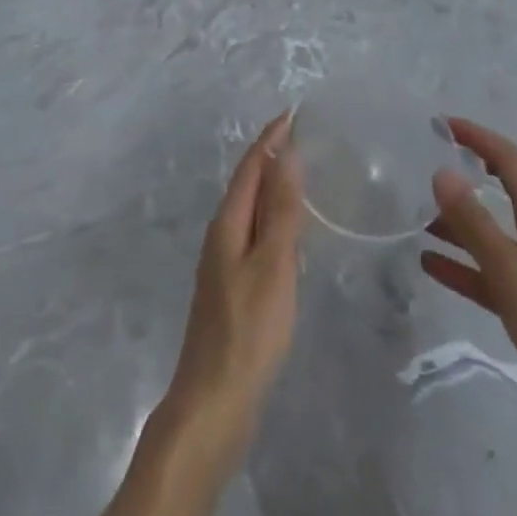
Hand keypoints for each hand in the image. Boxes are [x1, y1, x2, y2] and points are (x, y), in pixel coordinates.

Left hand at [166, 112, 303, 442]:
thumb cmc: (248, 329)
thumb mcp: (272, 264)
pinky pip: (254, 234)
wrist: (213, 401)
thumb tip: (286, 154)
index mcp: (228, 223)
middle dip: (271, 156)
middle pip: (247, 184)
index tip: (294, 113)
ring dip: (272, 187)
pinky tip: (289, 232)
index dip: (271, 138)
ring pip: (250, 209)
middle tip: (303, 137)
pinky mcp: (232, 288)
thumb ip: (280, 210)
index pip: (251, 166)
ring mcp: (223, 263)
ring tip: (301, 174)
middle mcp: (221, 235)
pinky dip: (272, 218)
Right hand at [421, 118, 516, 463]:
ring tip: (419, 215)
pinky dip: (463, 265)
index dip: (480, 138)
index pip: (512, 162)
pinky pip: (491, 275)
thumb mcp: (511, 271)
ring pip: (496, 234)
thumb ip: (475, 223)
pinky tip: (430, 264)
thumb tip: (442, 172)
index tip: (443, 124)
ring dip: (461, 221)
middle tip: (440, 159)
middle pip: (511, 190)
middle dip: (478, 168)